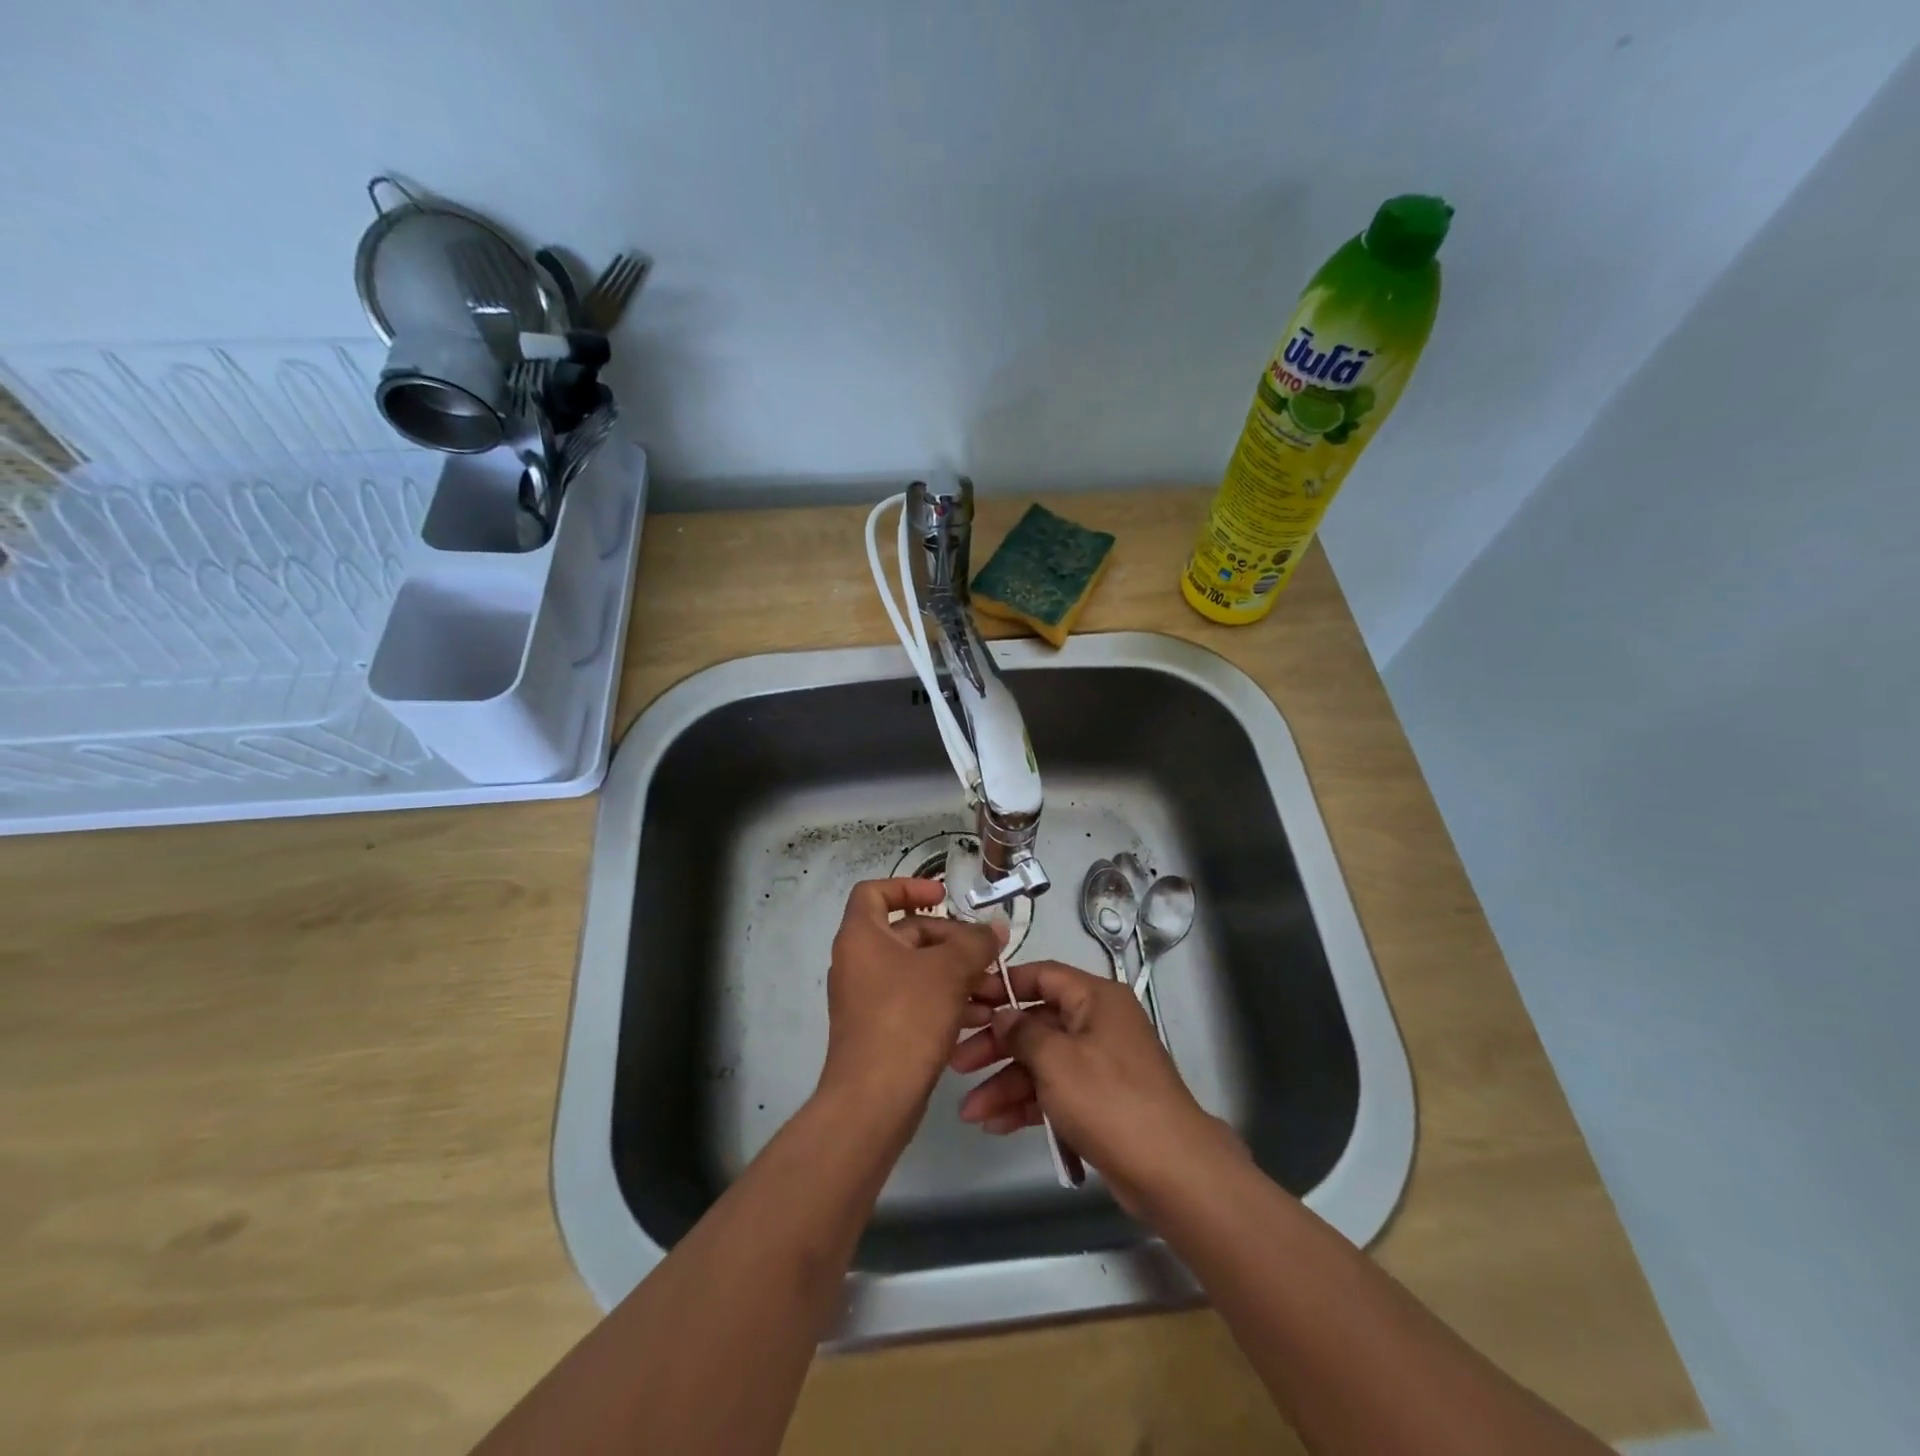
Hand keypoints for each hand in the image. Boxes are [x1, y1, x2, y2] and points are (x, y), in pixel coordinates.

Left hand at [817, 879, 1008, 1134]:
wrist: (874, 1099)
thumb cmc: (907, 1018)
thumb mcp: (950, 972)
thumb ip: (976, 942)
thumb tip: (995, 928)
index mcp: (861, 936)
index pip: (875, 892)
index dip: (909, 886)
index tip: (943, 896)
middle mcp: (857, 961)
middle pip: (905, 932)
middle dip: (949, 939)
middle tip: (985, 953)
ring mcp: (865, 997)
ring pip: (915, 970)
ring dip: (954, 973)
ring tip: (992, 987)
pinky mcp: (877, 1028)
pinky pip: (913, 1000)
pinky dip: (943, 1000)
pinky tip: (979, 1016)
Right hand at [949, 959, 1243, 1210]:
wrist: (1170, 1170)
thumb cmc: (1109, 1099)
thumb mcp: (1057, 1059)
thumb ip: (1023, 1032)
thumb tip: (1002, 1016)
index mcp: (1095, 998)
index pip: (1042, 976)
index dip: (1002, 985)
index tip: (966, 999)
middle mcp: (1097, 1023)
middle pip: (1036, 1022)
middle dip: (996, 1045)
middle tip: (957, 1063)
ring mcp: (1098, 1064)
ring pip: (1041, 1062)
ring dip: (1005, 1083)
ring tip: (968, 1111)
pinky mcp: (1098, 1101)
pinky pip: (1053, 1092)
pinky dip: (1026, 1105)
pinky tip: (995, 1124)